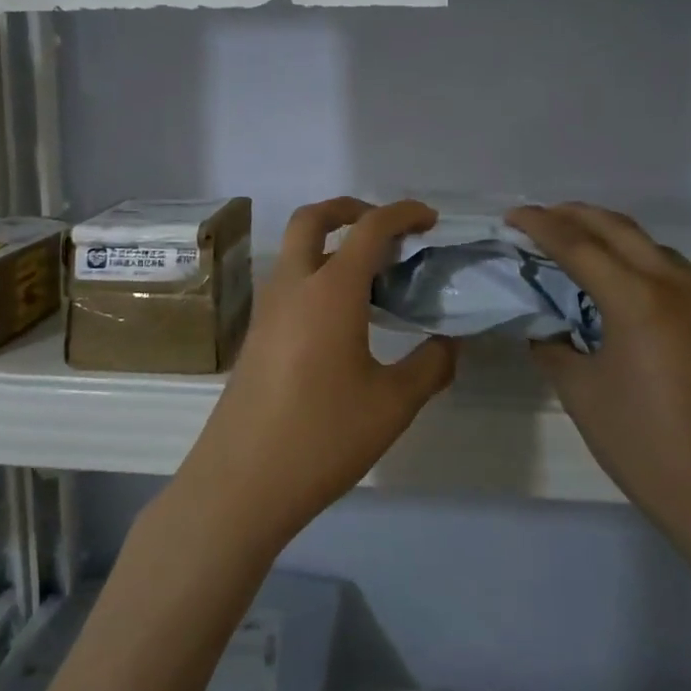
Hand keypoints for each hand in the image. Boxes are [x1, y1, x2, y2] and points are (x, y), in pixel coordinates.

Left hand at [172, 198, 458, 556]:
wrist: (242, 481)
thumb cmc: (323, 437)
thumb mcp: (393, 405)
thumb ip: (430, 365)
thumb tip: (448, 343)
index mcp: (330, 290)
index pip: (369, 229)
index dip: (402, 213)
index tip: (430, 219)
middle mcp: (293, 285)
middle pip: (313, 218)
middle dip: (350, 209)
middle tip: (386, 228)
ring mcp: (268, 308)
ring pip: (296, 249)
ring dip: (331, 242)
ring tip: (373, 275)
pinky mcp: (257, 333)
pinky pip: (289, 281)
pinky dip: (318, 273)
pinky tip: (344, 315)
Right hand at [509, 204, 690, 553]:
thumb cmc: (644, 446)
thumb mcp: (580, 393)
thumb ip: (555, 346)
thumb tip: (545, 327)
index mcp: (638, 300)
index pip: (578, 245)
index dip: (540, 225)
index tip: (511, 215)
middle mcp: (679, 287)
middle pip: (620, 229)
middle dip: (576, 215)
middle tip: (541, 218)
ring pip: (654, 248)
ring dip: (613, 237)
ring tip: (580, 247)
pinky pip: (679, 277)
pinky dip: (643, 266)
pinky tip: (627, 291)